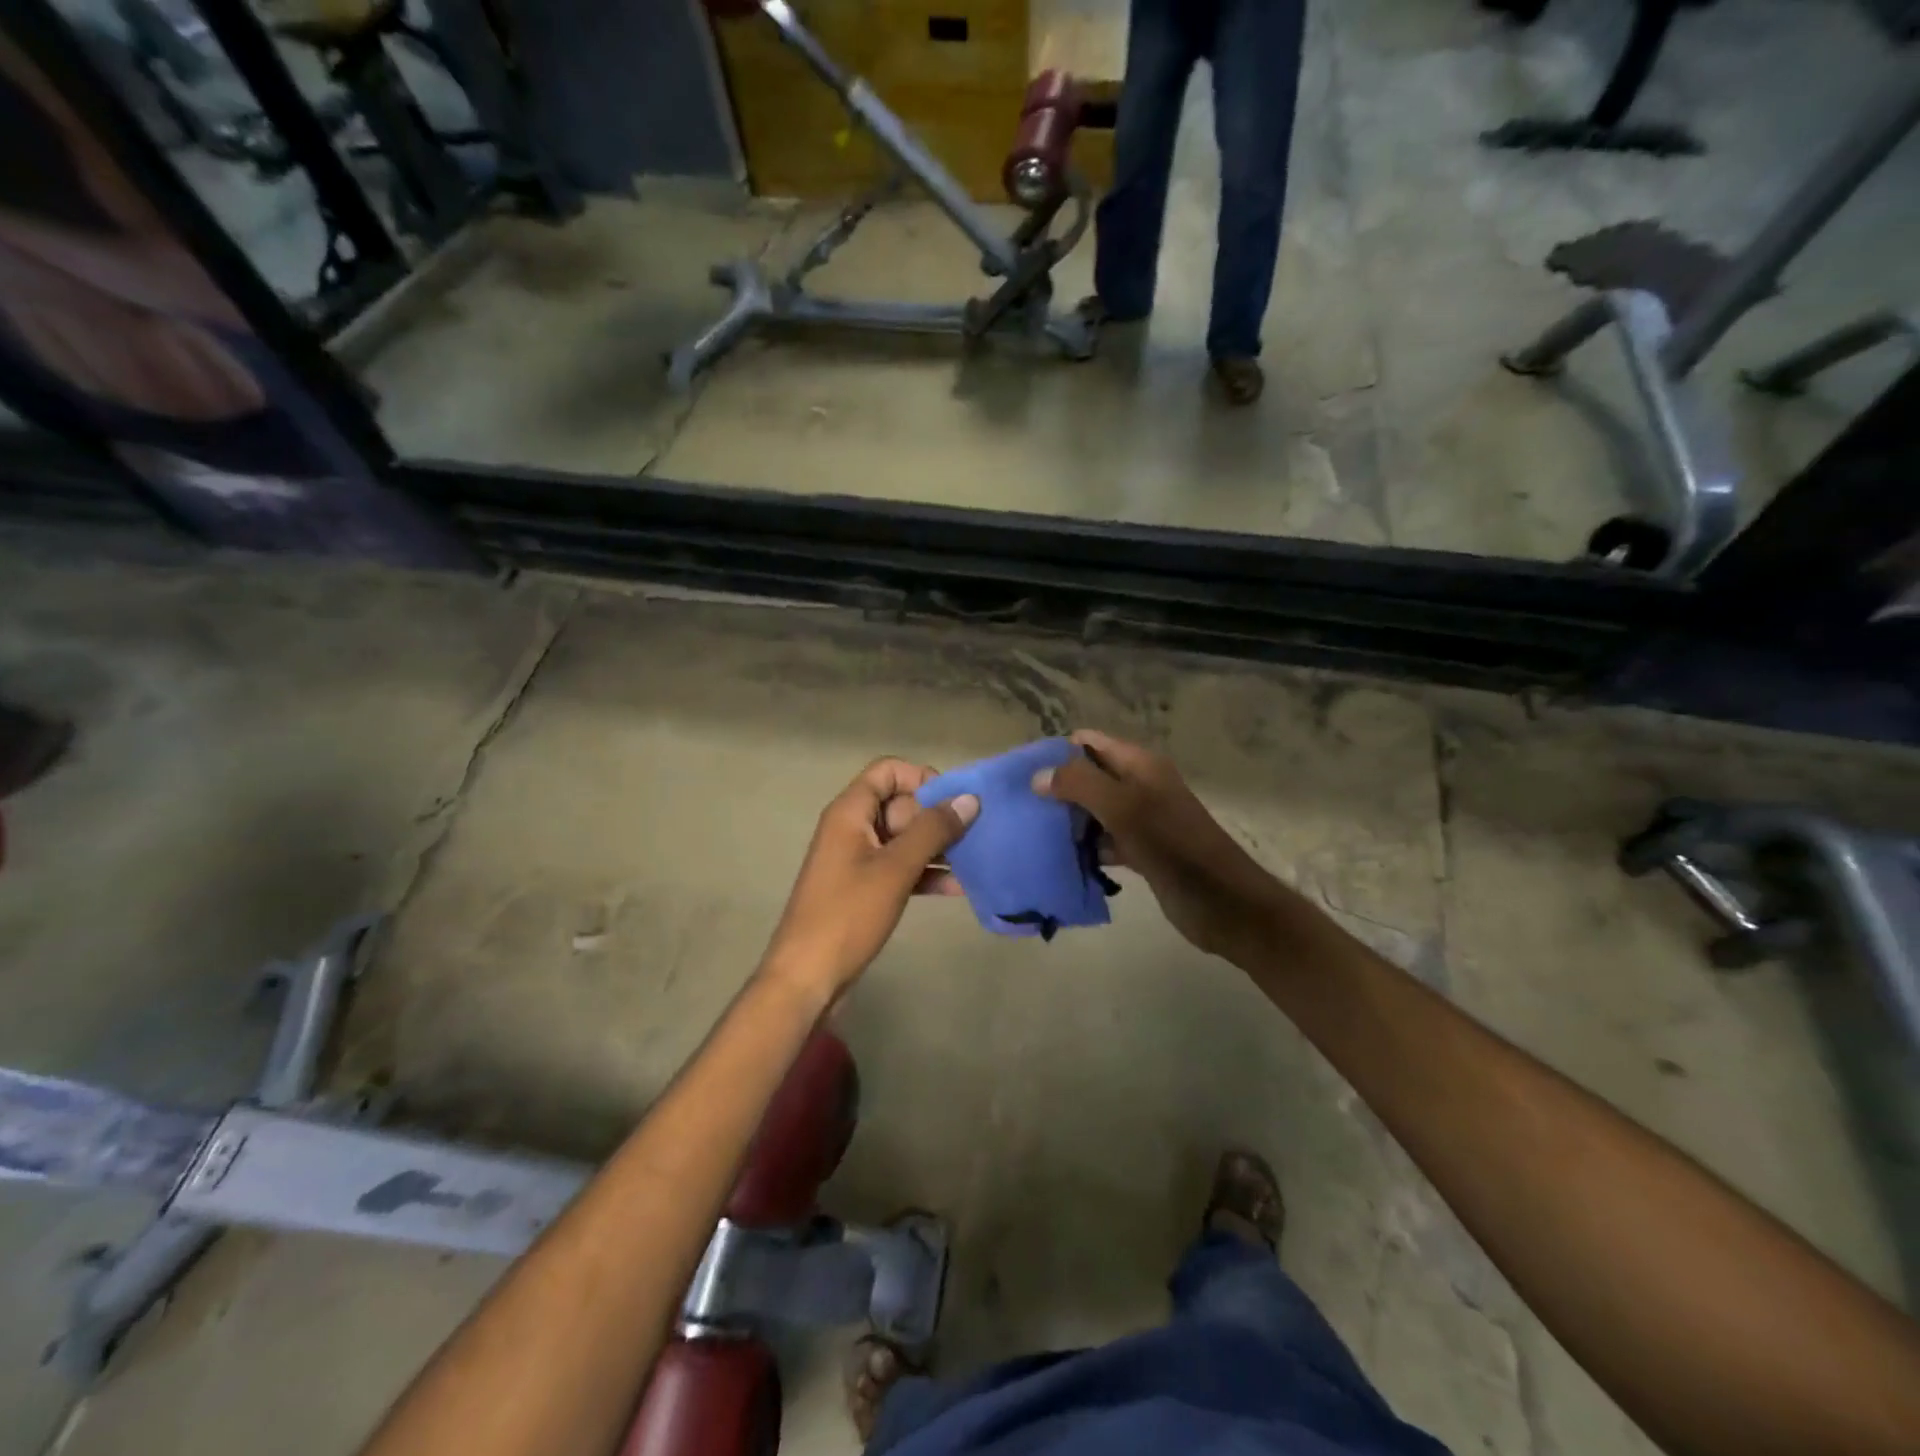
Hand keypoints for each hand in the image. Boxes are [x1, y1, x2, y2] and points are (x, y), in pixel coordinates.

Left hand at [760, 759, 978, 998]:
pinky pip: (900, 867)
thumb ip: (933, 830)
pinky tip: (959, 887)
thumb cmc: (848, 915)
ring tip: (976, 859)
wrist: (807, 978)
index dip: (922, 778)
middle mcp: (852, 828)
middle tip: (972, 836)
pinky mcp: (865, 889)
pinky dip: (926, 873)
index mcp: (850, 812)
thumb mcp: (895, 868)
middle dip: (937, 817)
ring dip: (937, 847)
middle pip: (900, 804)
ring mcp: (857, 860)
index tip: (954, 803)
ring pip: (904, 838)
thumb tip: (969, 799)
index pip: (888, 771)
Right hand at [1033, 730, 1282, 961]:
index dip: (1057, 752)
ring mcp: (1141, 820)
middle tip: (1019, 806)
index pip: (1090, 742)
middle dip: (1057, 788)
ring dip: (1067, 820)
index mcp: (1140, 765)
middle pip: (1089, 776)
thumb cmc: (1174, 847)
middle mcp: (1139, 786)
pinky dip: (1084, 847)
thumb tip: (1038, 775)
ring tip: (1029, 832)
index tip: (1022, 773)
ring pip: (1094, 811)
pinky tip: (1058, 859)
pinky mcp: (1141, 851)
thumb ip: (1080, 785)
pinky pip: (1104, 841)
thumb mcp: (1124, 808)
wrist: (1225, 903)